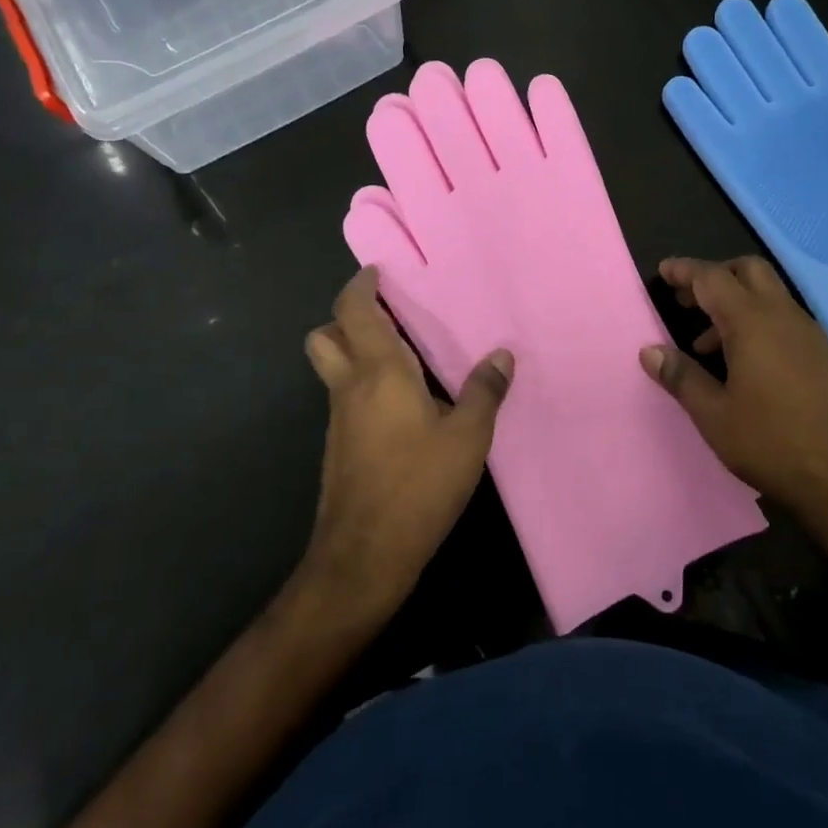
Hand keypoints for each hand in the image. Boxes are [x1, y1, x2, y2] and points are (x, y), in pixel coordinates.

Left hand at [300, 266, 513, 622]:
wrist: (365, 554)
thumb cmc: (418, 486)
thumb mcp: (467, 438)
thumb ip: (484, 392)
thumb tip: (502, 355)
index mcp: (378, 373)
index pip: (354, 311)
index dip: (360, 285)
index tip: (378, 272)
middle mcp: (349, 388)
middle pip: (325, 336)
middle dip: (347, 318)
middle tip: (387, 317)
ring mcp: (339, 419)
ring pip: (332, 368)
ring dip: (355, 351)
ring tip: (403, 356)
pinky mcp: (340, 446)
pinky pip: (345, 397)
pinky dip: (364, 384)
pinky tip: (404, 404)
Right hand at [640, 255, 827, 524]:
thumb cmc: (771, 443)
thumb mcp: (714, 414)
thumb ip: (681, 376)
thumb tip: (649, 350)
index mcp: (752, 323)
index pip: (713, 278)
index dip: (685, 270)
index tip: (663, 270)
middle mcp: (783, 316)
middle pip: (748, 270)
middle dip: (715, 275)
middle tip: (686, 299)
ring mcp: (809, 333)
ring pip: (768, 294)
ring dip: (734, 302)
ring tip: (705, 344)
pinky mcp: (823, 354)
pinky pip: (783, 318)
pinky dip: (756, 321)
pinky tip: (742, 363)